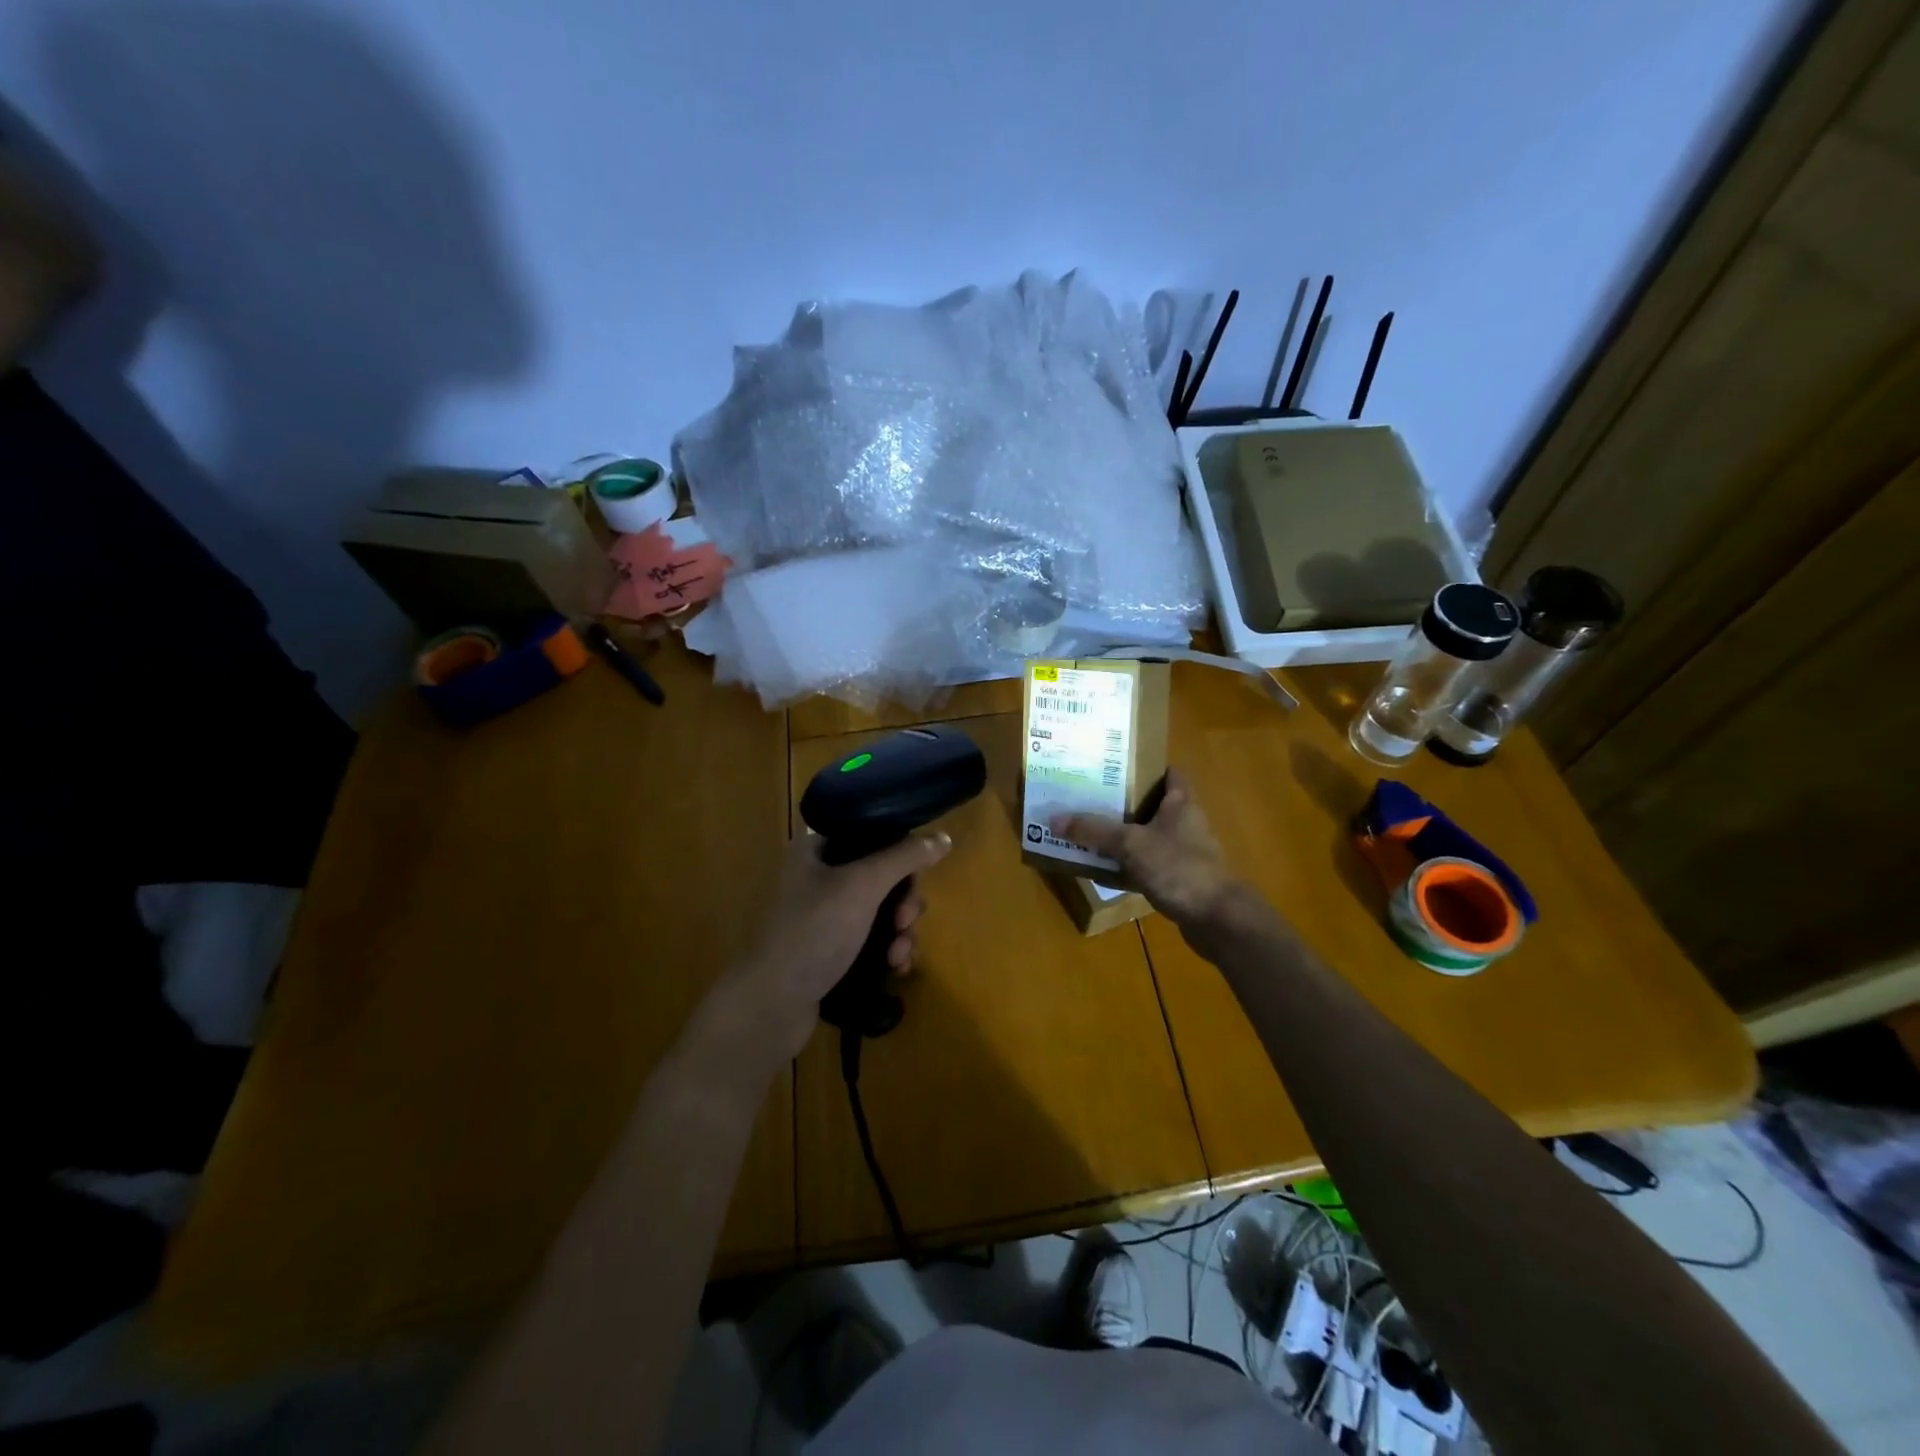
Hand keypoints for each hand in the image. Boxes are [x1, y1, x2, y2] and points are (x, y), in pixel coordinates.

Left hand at [693, 829, 951, 1075]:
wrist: (769, 1006)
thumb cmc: (813, 932)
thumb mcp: (862, 885)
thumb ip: (904, 857)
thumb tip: (943, 836)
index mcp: (815, 850)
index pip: (870, 835)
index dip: (899, 853)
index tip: (914, 879)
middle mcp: (817, 878)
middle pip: (881, 877)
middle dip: (904, 902)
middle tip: (906, 922)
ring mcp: (822, 918)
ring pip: (880, 912)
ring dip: (900, 932)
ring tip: (899, 956)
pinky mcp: (828, 952)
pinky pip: (870, 941)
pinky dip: (888, 951)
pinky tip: (896, 969)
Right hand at [1053, 769, 1239, 928]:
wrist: (1217, 919)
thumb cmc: (1179, 868)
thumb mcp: (1131, 844)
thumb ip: (1094, 831)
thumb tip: (1054, 818)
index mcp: (1181, 803)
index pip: (1168, 773)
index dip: (1145, 767)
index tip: (1114, 766)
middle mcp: (1185, 824)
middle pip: (1153, 805)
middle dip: (1123, 802)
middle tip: (1089, 797)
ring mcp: (1184, 854)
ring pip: (1148, 837)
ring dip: (1123, 837)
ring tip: (1090, 831)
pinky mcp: (1179, 881)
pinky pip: (1147, 866)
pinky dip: (1128, 867)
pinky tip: (1104, 871)